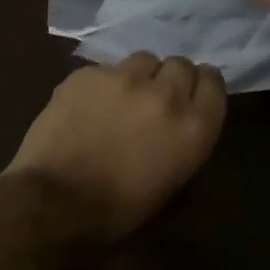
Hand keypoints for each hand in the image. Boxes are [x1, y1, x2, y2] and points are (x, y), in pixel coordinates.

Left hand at [3, 53, 226, 241]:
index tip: (191, 95)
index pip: (213, 83)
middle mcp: (165, 94)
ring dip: (139, 76)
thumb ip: (185, 142)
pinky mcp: (88, 74)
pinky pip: (105, 70)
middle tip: (154, 100)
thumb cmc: (118, 210)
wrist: (55, 202)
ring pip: (144, 60)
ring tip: (122, 98)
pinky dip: (102, 84)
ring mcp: (124, 78)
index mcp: (194, 127)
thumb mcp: (172, 184)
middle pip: (180, 65)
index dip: (202, 86)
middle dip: (171, 79)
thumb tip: (183, 125)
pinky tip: (88, 106)